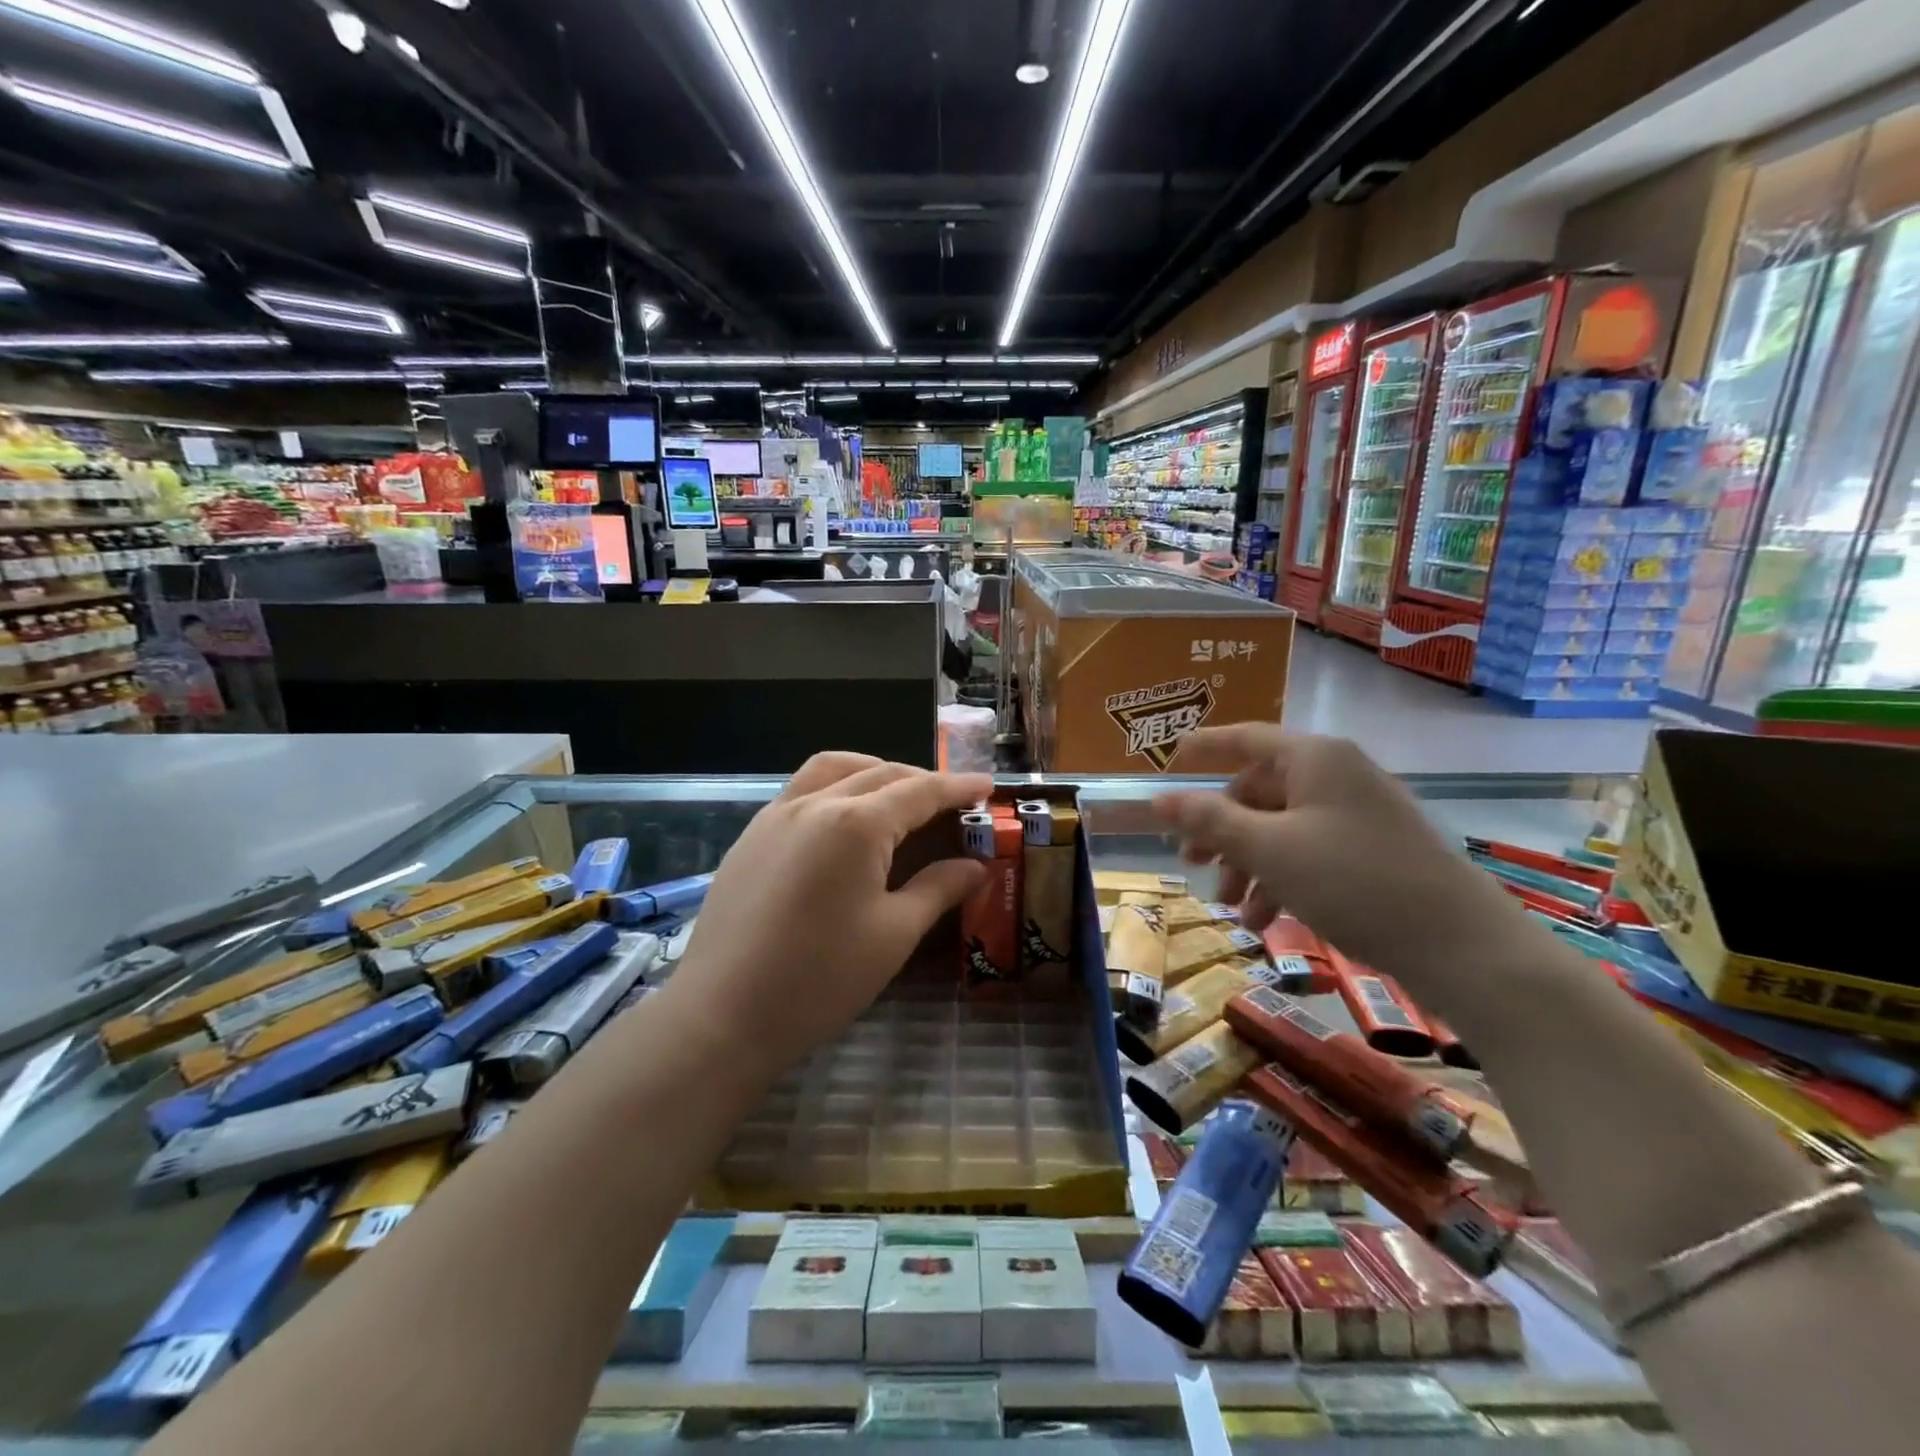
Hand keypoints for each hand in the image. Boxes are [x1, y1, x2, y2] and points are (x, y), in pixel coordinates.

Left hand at [670, 753, 991, 1077]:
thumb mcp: (893, 935)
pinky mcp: (751, 836)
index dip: (958, 786)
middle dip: (921, 779)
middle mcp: (815, 804)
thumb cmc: (820, 979)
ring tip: (897, 796)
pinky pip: (801, 789)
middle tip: (951, 800)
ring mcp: (775, 815)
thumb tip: (976, 866)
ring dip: (873, 770)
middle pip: (880, 772)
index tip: (987, 785)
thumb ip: (938, 889)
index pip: (920, 791)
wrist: (722, 1015)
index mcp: (856, 824)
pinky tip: (844, 821)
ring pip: (833, 768)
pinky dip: (836, 786)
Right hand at [1154, 728, 1523, 996]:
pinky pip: (1309, 852)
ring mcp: (1358, 813)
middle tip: (1191, 864)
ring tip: (1233, 909)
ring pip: (1280, 828)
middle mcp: (1336, 774)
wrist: (1460, 945)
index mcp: (1313, 758)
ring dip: (1248, 865)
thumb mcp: (1268, 850)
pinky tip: (1267, 921)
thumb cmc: (1353, 881)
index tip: (1166, 765)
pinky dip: (1281, 879)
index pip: (1243, 738)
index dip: (1201, 749)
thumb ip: (1210, 821)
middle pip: (1258, 791)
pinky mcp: (1373, 850)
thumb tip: (1158, 799)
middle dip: (1221, 831)